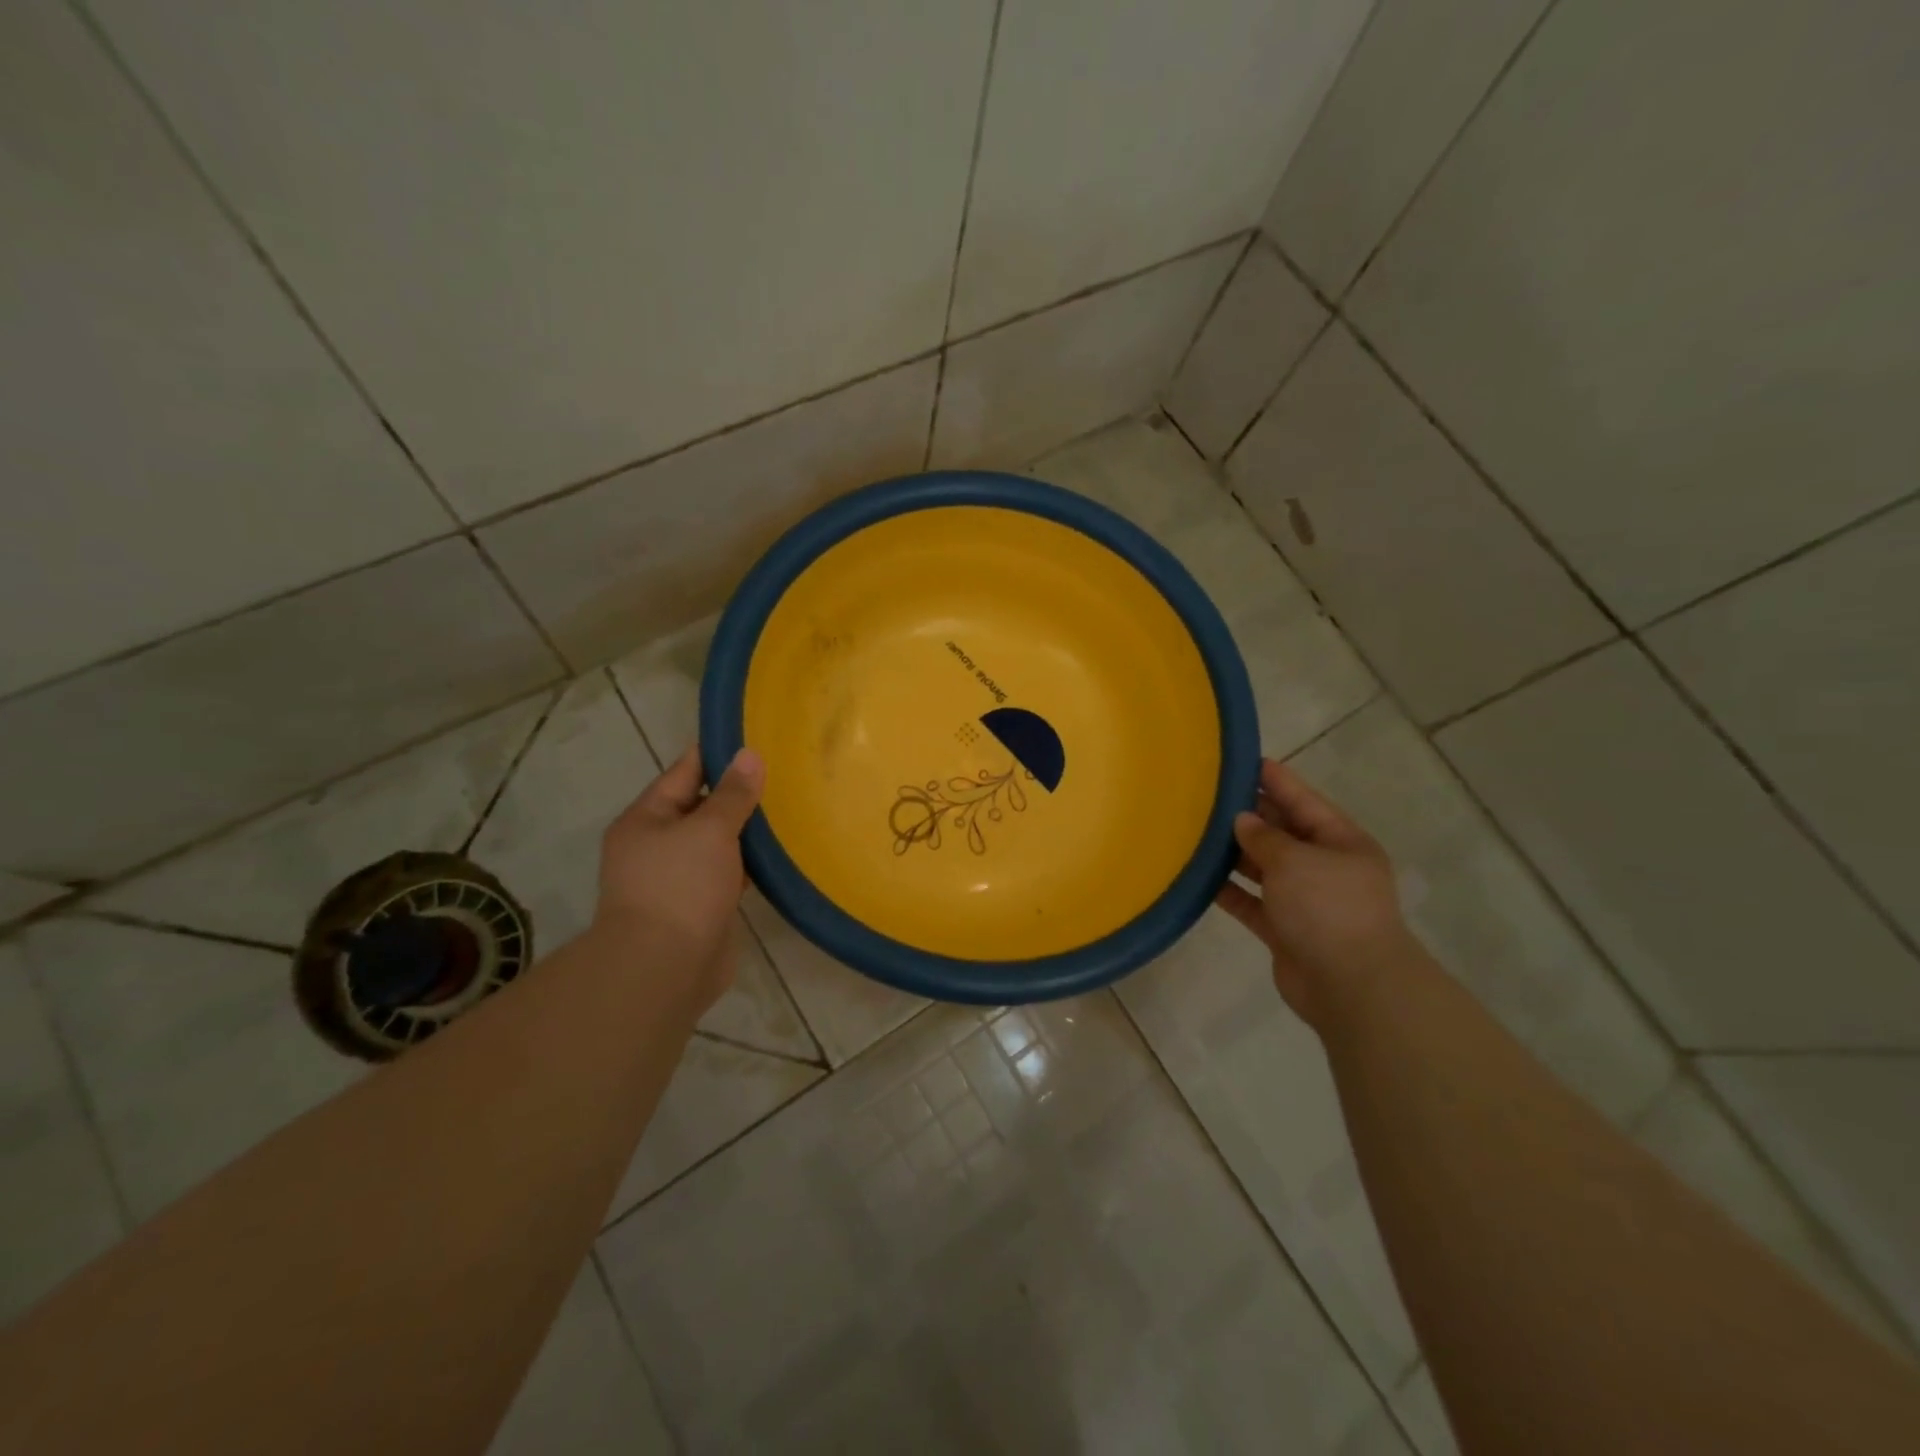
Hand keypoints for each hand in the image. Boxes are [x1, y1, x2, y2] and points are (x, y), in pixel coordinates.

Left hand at [591, 746, 764, 1015]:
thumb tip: (749, 755)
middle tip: (783, 774)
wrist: (664, 969)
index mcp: (646, 819)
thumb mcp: (709, 830)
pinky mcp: (700, 907)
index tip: (753, 739)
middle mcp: (657, 845)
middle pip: (701, 808)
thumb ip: (732, 794)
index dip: (716, 755)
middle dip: (737, 794)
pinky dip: (749, 865)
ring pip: (717, 844)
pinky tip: (779, 855)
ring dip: (746, 832)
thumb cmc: (680, 887)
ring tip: (789, 810)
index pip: (683, 773)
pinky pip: (728, 874)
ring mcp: (678, 879)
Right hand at [1215, 758, 1414, 1027]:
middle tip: (1208, 794)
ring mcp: (1305, 901)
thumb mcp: (1296, 860)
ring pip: (1264, 867)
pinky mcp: (1284, 930)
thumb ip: (1264, 837)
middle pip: (1282, 833)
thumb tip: (1242, 821)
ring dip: (1234, 853)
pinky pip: (1251, 902)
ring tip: (1195, 831)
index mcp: (1341, 842)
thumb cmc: (1329, 908)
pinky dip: (1229, 890)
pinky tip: (1199, 878)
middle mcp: (1324, 867)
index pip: (1303, 801)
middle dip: (1249, 815)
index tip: (1245, 761)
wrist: (1352, 986)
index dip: (1276, 780)